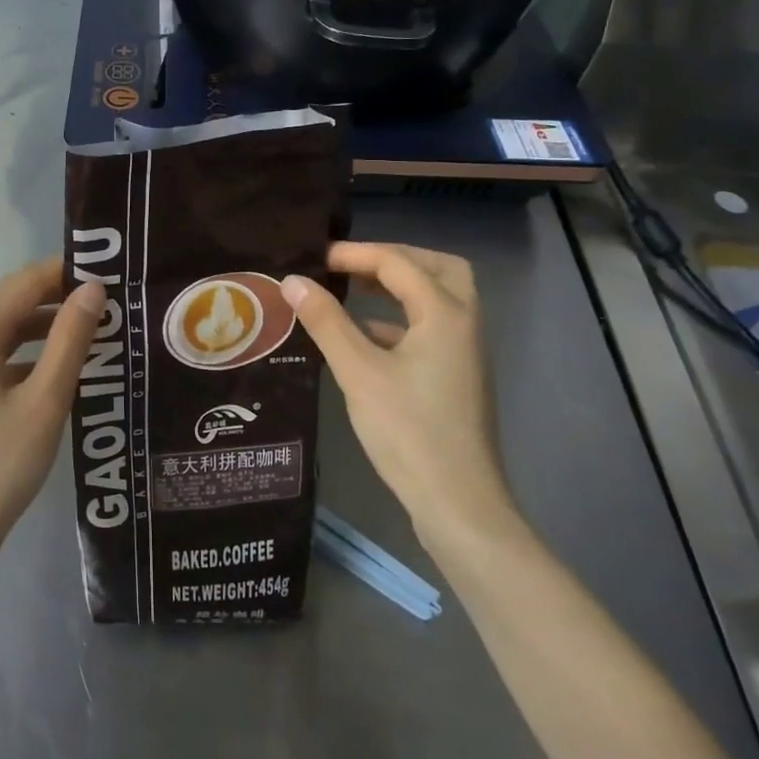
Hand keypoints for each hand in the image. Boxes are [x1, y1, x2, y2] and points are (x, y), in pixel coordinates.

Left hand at [0, 258, 102, 578]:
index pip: (24, 283)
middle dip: (58, 299)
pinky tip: (59, 372)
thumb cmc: (0, 465)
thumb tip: (93, 288)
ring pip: (4, 333)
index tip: (109, 273)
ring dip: (45, 329)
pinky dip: (28, 356)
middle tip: (109, 303)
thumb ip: (70, 339)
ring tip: (94, 333)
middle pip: (12, 305)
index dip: (65, 272)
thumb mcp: (45, 400)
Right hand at [283, 242, 509, 539]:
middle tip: (352, 265)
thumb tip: (293, 279)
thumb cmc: (408, 431)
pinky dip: (400, 320)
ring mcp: (465, 352)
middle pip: (437, 269)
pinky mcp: (457, 376)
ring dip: (399, 288)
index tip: (315, 258)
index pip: (398, 263)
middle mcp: (464, 323)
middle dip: (394, 259)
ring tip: (353, 291)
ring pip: (438, 299)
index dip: (355, 255)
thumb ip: (326, 321)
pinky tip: (365, 338)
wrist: (458, 503)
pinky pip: (432, 329)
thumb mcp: (359, 372)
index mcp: (445, 313)